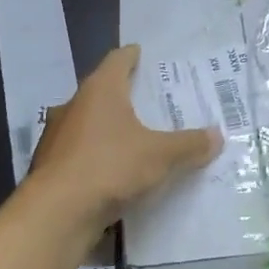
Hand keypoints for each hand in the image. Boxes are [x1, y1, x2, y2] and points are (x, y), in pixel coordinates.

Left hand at [26, 46, 220, 225]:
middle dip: (125, 96)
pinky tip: (115, 172)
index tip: (144, 55)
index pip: (118, 60)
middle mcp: (74, 106)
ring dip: (109, 129)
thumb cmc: (110, 167)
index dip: (133, 56)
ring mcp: (58, 136)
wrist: (56, 213)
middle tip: (152, 102)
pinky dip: (98, 156)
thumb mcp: (160, 156)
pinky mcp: (51, 166)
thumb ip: (189, 144)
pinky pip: (81, 153)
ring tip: (137, 139)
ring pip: (89, 124)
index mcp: (100, 90)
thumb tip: (217, 136)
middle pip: (103, 92)